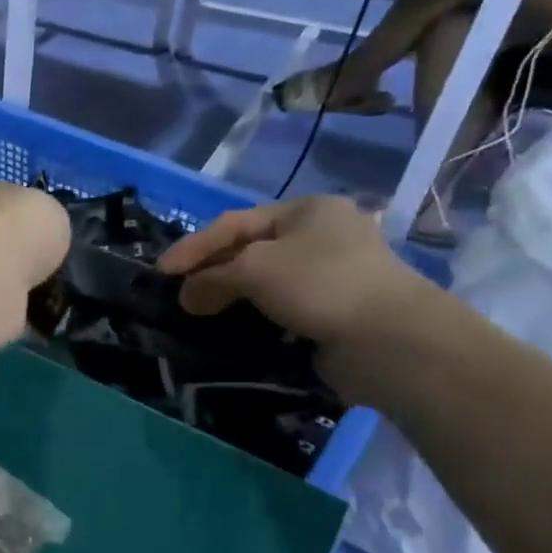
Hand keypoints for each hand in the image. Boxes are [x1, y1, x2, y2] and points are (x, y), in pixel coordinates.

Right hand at [158, 197, 435, 397]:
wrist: (391, 342)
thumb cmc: (320, 284)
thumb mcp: (254, 269)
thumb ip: (211, 278)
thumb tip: (186, 296)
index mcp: (306, 211)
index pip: (235, 223)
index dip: (194, 246)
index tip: (161, 272)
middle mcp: (320, 237)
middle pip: (249, 251)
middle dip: (212, 272)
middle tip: (179, 296)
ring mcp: (330, 276)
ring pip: (264, 283)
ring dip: (230, 298)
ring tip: (198, 315)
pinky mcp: (332, 313)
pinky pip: (280, 311)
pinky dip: (254, 319)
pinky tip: (233, 331)